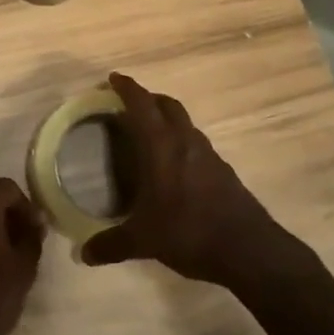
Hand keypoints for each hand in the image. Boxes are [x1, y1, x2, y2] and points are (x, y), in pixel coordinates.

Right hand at [81, 72, 278, 286]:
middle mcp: (186, 141)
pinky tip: (175, 166)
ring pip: (185, 122)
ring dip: (167, 119)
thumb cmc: (189, 232)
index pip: (142, 104)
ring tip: (151, 134)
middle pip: (167, 105)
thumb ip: (112, 244)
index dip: (127, 88)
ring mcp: (209, 154)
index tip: (113, 79)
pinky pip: (197, 143)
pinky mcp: (224, 171)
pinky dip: (182, 142)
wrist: (248, 249)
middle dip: (148, 98)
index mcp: (162, 146)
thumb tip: (85, 255)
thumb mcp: (144, 241)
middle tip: (130, 105)